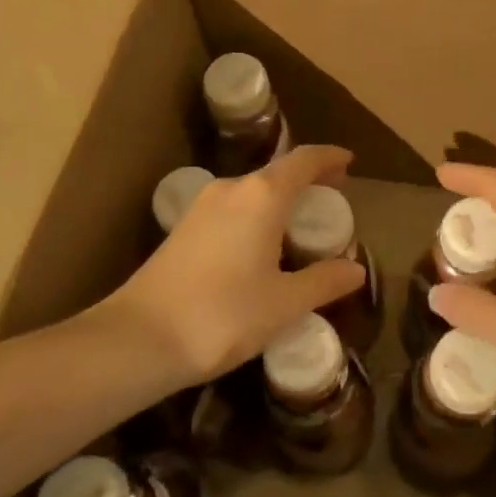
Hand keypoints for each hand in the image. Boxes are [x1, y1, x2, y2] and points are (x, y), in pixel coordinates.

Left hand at [104, 145, 364, 385]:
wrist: (139, 339)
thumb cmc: (222, 315)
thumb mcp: (283, 304)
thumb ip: (323, 281)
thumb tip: (356, 269)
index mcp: (262, 195)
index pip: (304, 160)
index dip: (330, 157)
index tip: (349, 162)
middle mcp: (232, 188)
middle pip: (278, 172)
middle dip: (308, 181)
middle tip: (331, 201)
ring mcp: (203, 206)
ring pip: (253, 190)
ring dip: (281, 200)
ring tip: (300, 228)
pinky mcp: (184, 227)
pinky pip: (234, 207)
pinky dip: (258, 214)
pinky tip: (262, 248)